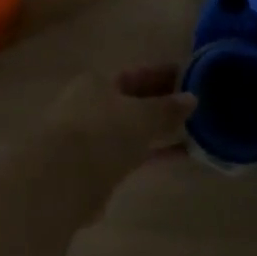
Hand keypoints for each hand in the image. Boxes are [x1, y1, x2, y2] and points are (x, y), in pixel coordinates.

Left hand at [46, 64, 196, 183]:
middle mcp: (90, 107)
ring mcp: (90, 140)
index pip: (135, 75)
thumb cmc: (102, 132)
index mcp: (96, 83)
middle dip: (161, 104)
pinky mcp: (95, 170)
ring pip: (131, 130)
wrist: (62, 181)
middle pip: (132, 102)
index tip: (189, 78)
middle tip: (195, 106)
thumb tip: (192, 98)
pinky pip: (131, 155)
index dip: (162, 75)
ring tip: (192, 131)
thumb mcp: (142, 116)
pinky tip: (177, 155)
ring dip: (158, 131)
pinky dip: (152, 153)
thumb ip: (167, 108)